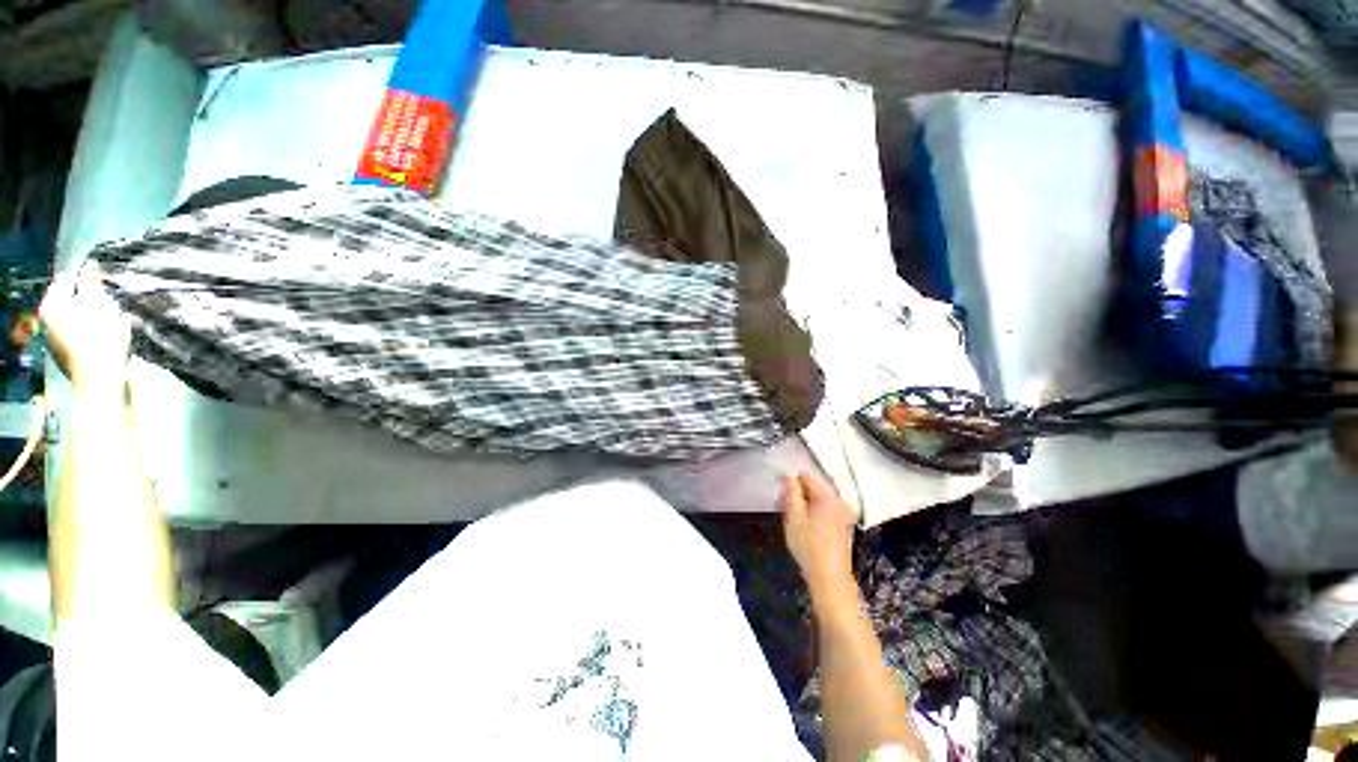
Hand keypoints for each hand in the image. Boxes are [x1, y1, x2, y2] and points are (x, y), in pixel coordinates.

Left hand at [39, 265, 131, 393]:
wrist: (101, 379)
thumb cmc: (98, 337)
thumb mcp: (97, 303)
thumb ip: (91, 282)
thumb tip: (91, 264)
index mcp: (51, 305)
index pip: (67, 280)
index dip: (86, 279)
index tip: (103, 283)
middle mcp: (49, 321)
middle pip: (73, 301)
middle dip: (91, 300)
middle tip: (109, 304)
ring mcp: (59, 341)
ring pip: (80, 318)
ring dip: (96, 317)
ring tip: (113, 322)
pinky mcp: (72, 356)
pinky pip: (84, 336)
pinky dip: (96, 333)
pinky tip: (109, 339)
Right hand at [782, 473, 857, 594]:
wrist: (830, 578)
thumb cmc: (809, 546)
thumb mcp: (794, 518)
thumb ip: (792, 494)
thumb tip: (790, 477)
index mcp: (829, 497)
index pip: (808, 477)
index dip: (792, 482)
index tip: (781, 494)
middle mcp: (841, 501)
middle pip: (816, 487)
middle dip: (799, 493)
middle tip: (784, 505)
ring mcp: (845, 514)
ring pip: (820, 499)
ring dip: (806, 503)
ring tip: (793, 516)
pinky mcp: (844, 525)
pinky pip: (827, 509)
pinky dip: (815, 511)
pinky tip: (805, 524)